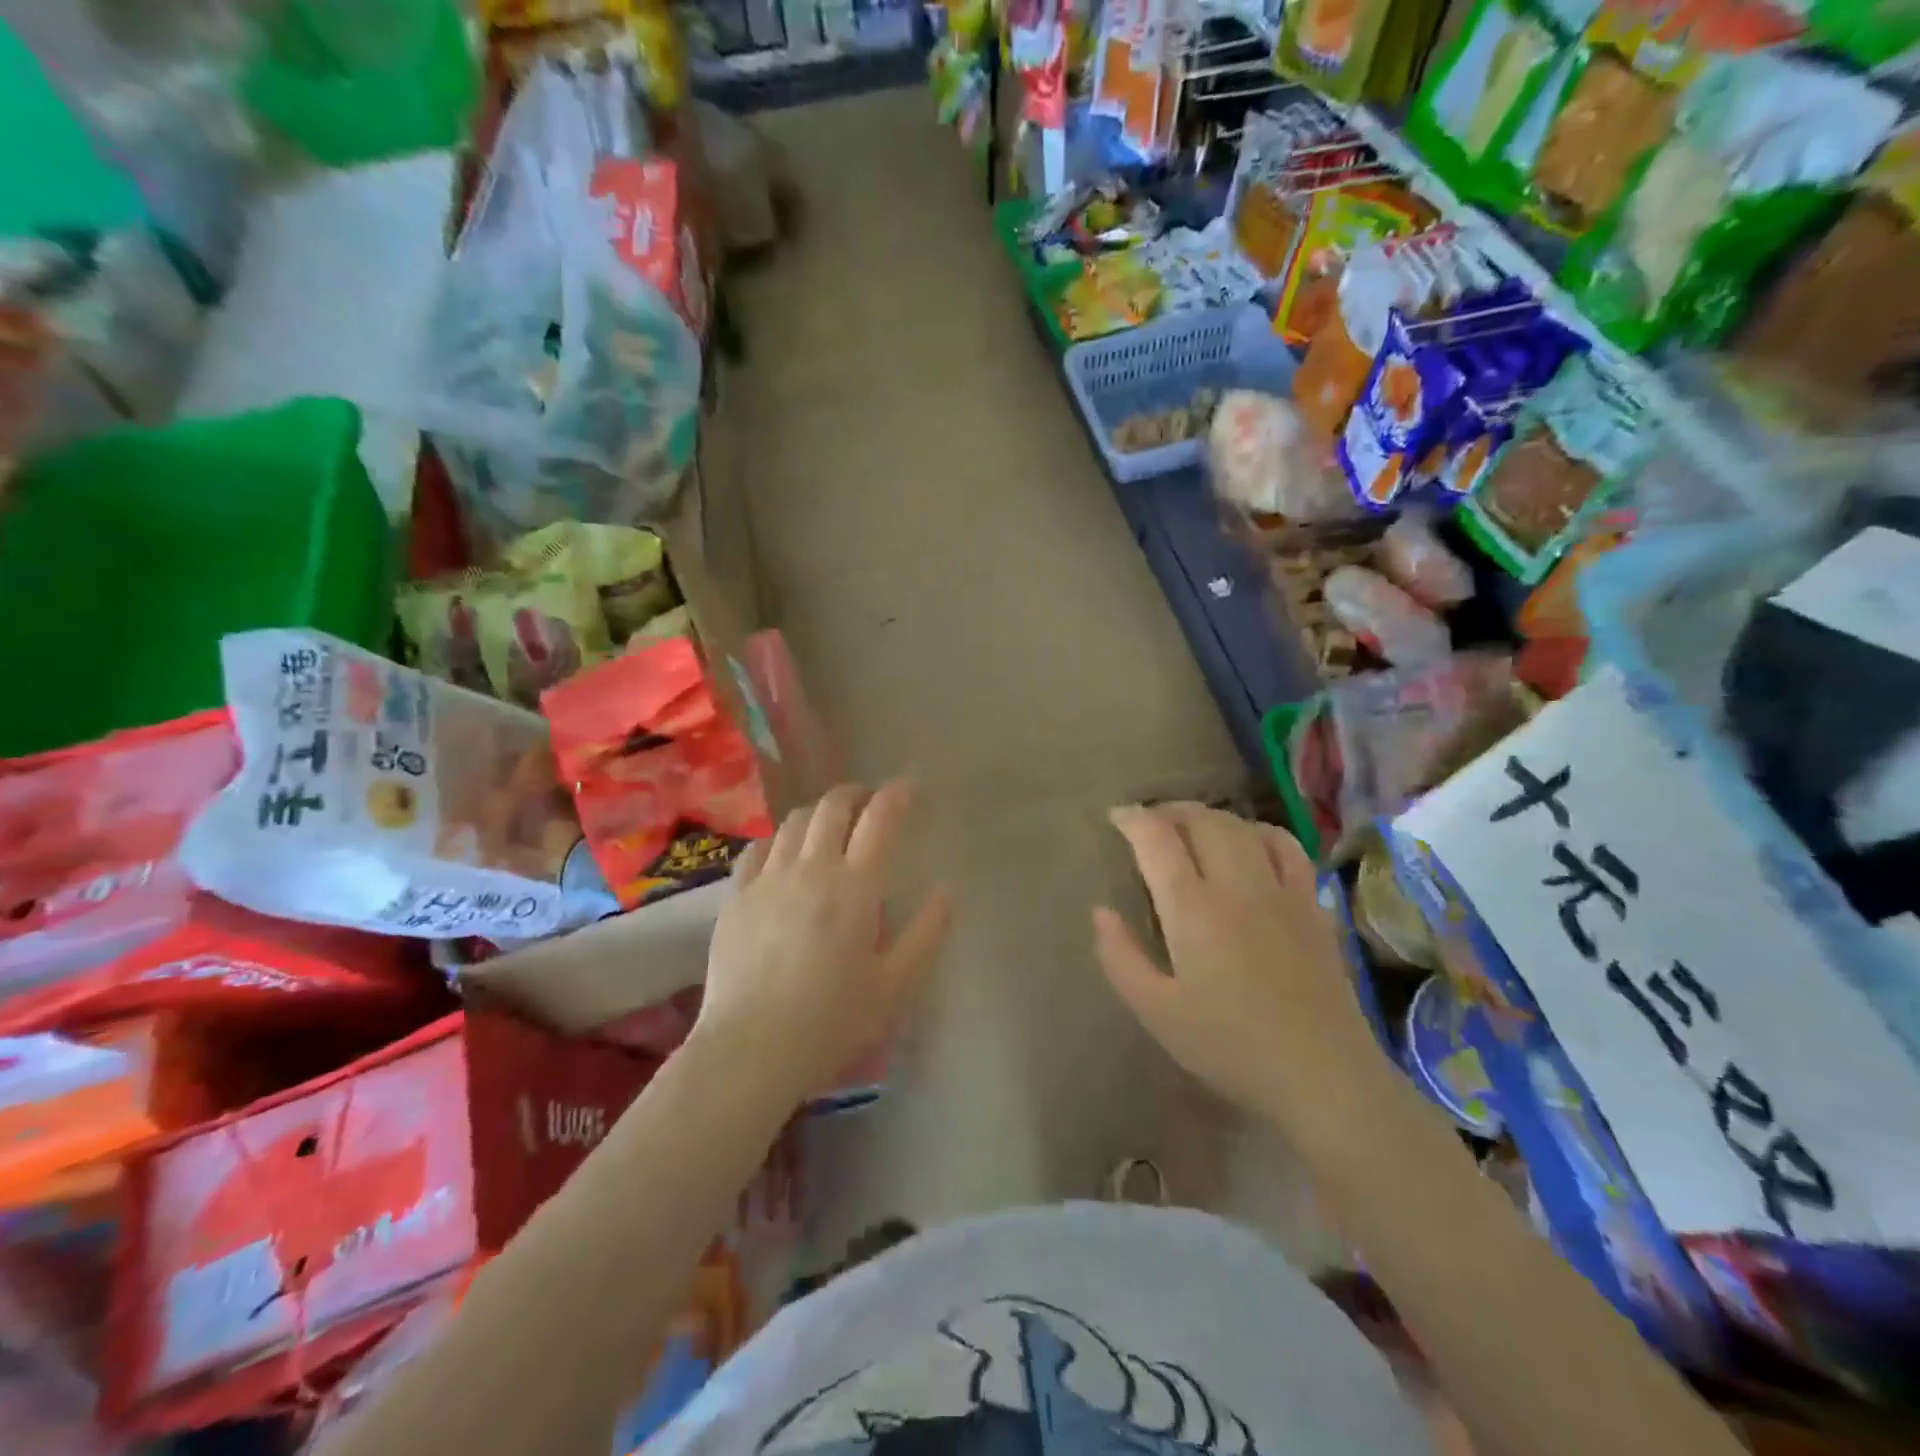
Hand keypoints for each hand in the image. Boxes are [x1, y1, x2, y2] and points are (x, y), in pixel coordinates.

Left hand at [695, 780, 953, 1103]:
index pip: (881, 819)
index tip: (910, 786)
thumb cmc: (832, 1021)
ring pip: (794, 821)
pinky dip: (778, 838)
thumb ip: (927, 933)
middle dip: (856, 794)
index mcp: (855, 887)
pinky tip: (784, 853)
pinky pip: (758, 847)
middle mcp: (811, 869)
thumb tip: (946, 889)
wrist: (751, 1049)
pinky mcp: (736, 896)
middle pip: (833, 806)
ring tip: (830, 827)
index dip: (898, 794)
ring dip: (819, 813)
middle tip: (870, 803)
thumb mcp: (896, 986)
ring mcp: (768, 879)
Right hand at [1094, 803, 1401, 1153]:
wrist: (1323, 1077)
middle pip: (1202, 822)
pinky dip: (1260, 832)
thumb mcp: (1157, 1012)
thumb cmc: (1230, 1047)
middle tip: (1150, 822)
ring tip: (1192, 827)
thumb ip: (1121, 957)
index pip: (1157, 840)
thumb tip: (1101, 911)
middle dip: (1170, 811)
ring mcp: (1282, 892)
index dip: (1133, 819)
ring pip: (1243, 828)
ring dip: (1211, 816)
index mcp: (1193, 909)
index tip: (1117, 816)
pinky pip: (1288, 848)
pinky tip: (1251, 843)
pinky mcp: (1313, 907)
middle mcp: (1237, 886)